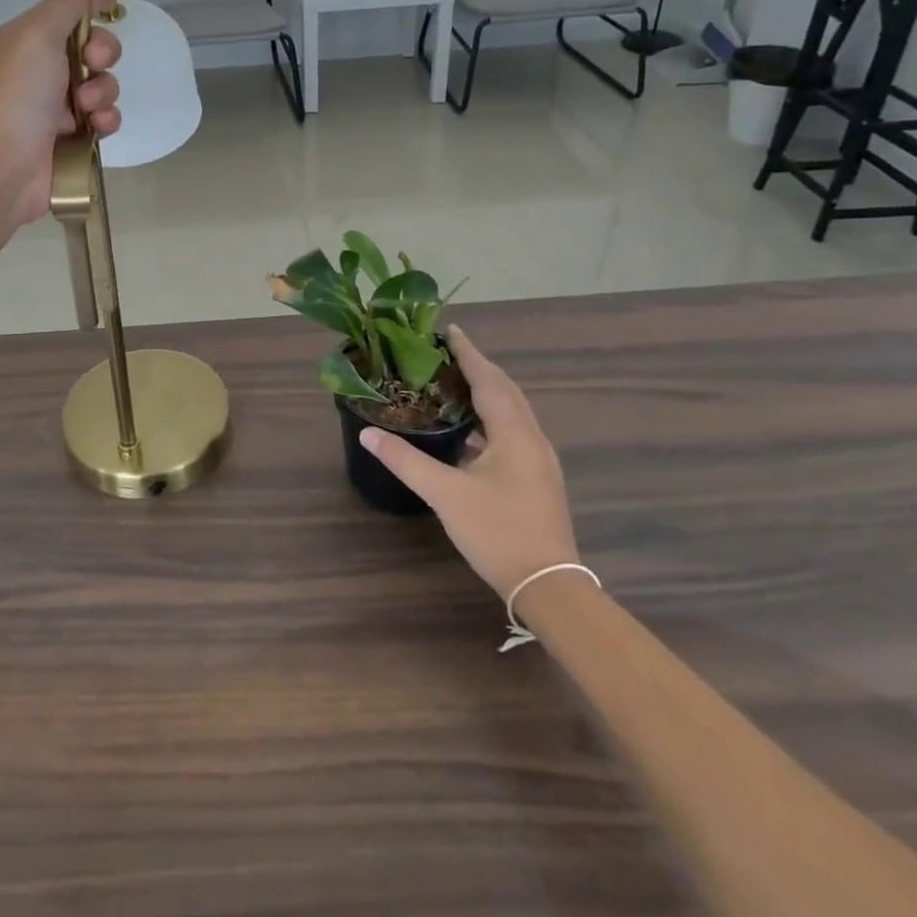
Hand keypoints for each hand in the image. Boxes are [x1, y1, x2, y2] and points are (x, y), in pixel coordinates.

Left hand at [0, 0, 131, 228]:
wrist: (0, 170)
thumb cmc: (14, 97)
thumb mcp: (35, 38)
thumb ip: (64, 7)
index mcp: (25, 41)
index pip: (70, 8)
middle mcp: (41, 70)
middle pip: (93, 46)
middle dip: (102, 51)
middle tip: (93, 61)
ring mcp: (56, 107)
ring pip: (103, 83)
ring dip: (103, 90)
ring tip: (86, 108)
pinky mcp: (72, 138)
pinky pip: (104, 118)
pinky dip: (104, 120)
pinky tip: (95, 128)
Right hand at [362, 326, 578, 600]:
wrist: (549, 586)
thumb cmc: (498, 532)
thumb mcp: (445, 495)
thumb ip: (406, 461)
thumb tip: (368, 435)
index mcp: (514, 433)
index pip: (488, 379)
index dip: (468, 353)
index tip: (450, 330)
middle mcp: (532, 438)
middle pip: (506, 390)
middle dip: (479, 367)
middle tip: (448, 352)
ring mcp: (539, 459)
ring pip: (513, 411)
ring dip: (488, 390)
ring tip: (455, 381)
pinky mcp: (537, 477)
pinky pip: (513, 430)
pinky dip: (491, 416)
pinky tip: (470, 430)